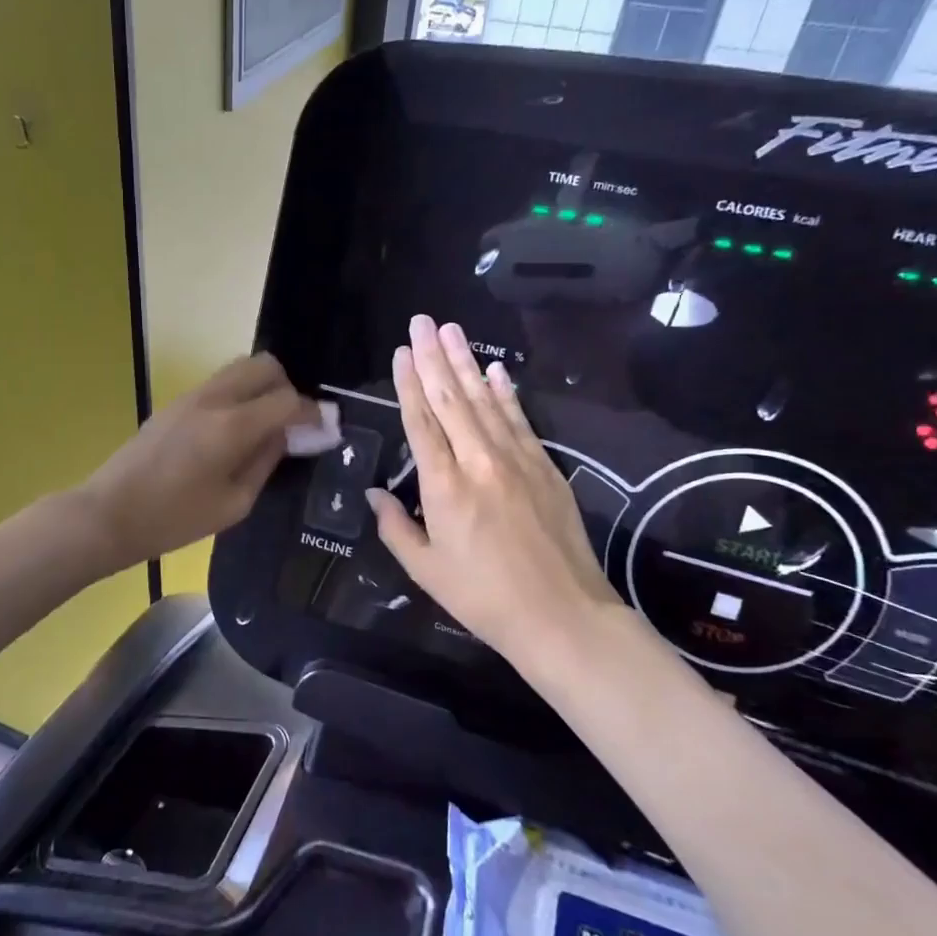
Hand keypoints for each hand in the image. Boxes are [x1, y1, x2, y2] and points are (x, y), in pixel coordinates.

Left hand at [77, 353, 321, 569]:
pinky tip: (235, 429)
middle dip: (287, 387)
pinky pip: (219, 383)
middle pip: (264, 365)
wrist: (109, 513)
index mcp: (232, 426)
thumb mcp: (234, 504)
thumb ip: (265, 462)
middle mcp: (214, 398)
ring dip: (261, 387)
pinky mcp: (175, 402)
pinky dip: (239, 393)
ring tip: (264, 424)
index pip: (287, 400)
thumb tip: (285, 436)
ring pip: (240, 367)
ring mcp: (191, 396)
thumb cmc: (174, 519)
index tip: (323, 428)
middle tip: (291, 422)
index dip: (312, 413)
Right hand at [367, 316, 631, 680]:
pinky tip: (496, 370)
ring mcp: (516, 460)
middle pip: (451, 399)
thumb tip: (375, 494)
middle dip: (433, 357)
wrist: (561, 615)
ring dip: (466, 363)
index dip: (408, 384)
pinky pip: (519, 420)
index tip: (401, 352)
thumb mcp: (426, 570)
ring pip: (485, 401)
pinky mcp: (545, 467)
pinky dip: (506, 393)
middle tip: (421, 320)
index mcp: (444, 486)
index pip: (421, 422)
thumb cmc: (483, 598)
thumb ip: (396, 527)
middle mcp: (478, 461)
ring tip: (451, 330)